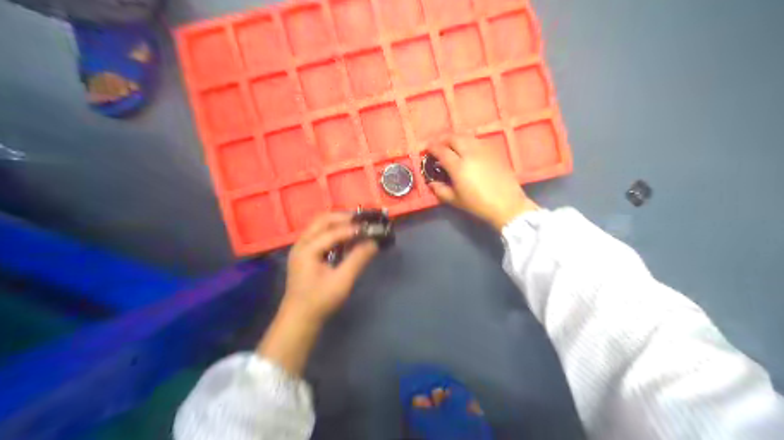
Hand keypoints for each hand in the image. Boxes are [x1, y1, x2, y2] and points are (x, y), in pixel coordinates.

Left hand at [283, 212, 379, 323]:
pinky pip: (320, 234)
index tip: (372, 227)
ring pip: (320, 226)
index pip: (333, 231)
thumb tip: (374, 242)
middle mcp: (302, 243)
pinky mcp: (305, 254)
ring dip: (339, 223)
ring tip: (358, 226)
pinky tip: (347, 238)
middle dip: (344, 218)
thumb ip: (357, 259)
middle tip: (364, 221)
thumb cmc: (320, 301)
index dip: (353, 228)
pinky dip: (334, 232)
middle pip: (323, 220)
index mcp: (307, 249)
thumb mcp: (342, 281)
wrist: (299, 319)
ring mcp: (301, 248)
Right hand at [427, 134, 538, 229]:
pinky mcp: (494, 152)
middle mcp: (470, 154)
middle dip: (444, 140)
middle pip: (454, 138)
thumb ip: (440, 190)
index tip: (427, 148)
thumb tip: (431, 183)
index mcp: (458, 166)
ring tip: (453, 146)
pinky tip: (468, 150)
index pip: (442, 151)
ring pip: (467, 137)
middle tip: (439, 146)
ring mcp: (484, 151)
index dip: (432, 148)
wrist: (507, 204)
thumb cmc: (478, 205)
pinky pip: (478, 141)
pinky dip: (469, 142)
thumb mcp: (456, 200)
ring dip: (457, 139)